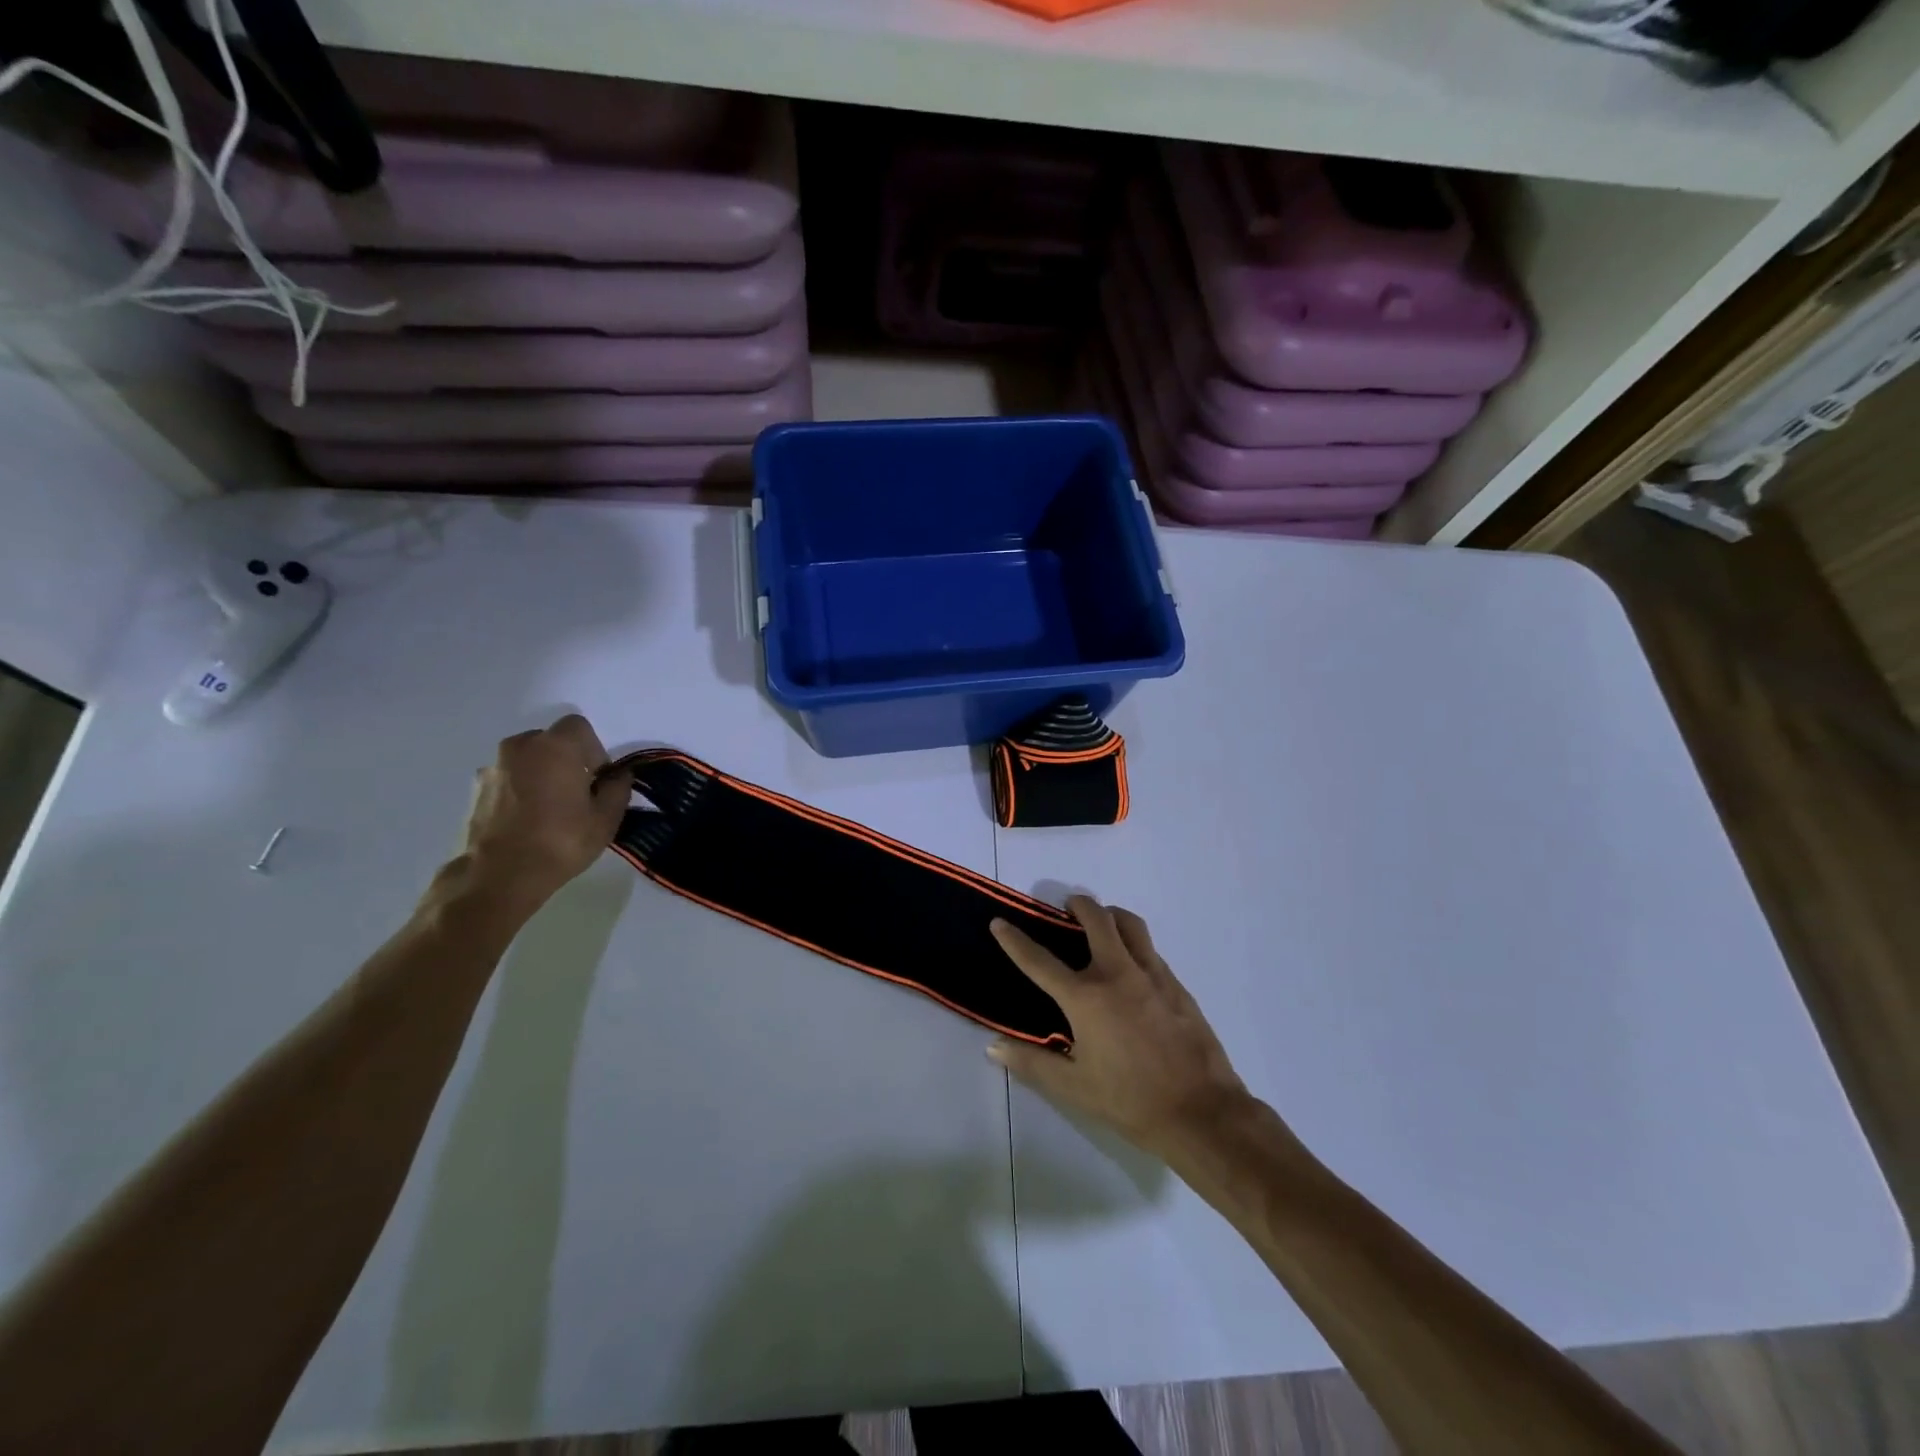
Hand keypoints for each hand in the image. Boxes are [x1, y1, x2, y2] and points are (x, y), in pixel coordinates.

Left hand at [458, 715, 631, 910]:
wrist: (498, 876)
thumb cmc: (560, 842)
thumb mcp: (606, 819)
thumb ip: (618, 788)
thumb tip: (619, 775)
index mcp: (556, 747)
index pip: (579, 727)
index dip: (594, 750)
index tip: (597, 779)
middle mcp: (520, 747)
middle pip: (551, 741)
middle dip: (567, 760)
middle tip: (576, 793)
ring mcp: (493, 767)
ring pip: (527, 759)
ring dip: (541, 774)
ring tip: (548, 810)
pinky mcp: (475, 789)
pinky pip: (507, 778)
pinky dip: (519, 789)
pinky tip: (525, 821)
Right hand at [989, 897, 1251, 1159]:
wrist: (1202, 1112)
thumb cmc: (1130, 1102)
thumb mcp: (1074, 1088)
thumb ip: (1032, 1064)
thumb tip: (995, 1048)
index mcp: (1086, 998)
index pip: (1040, 960)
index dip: (1015, 940)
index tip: (1000, 922)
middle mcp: (1117, 974)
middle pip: (1097, 919)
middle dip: (1079, 905)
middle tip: (1067, 908)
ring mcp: (1152, 975)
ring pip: (1131, 925)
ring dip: (1111, 916)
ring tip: (1102, 924)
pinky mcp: (1177, 985)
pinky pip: (1150, 950)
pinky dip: (1134, 945)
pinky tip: (1131, 968)